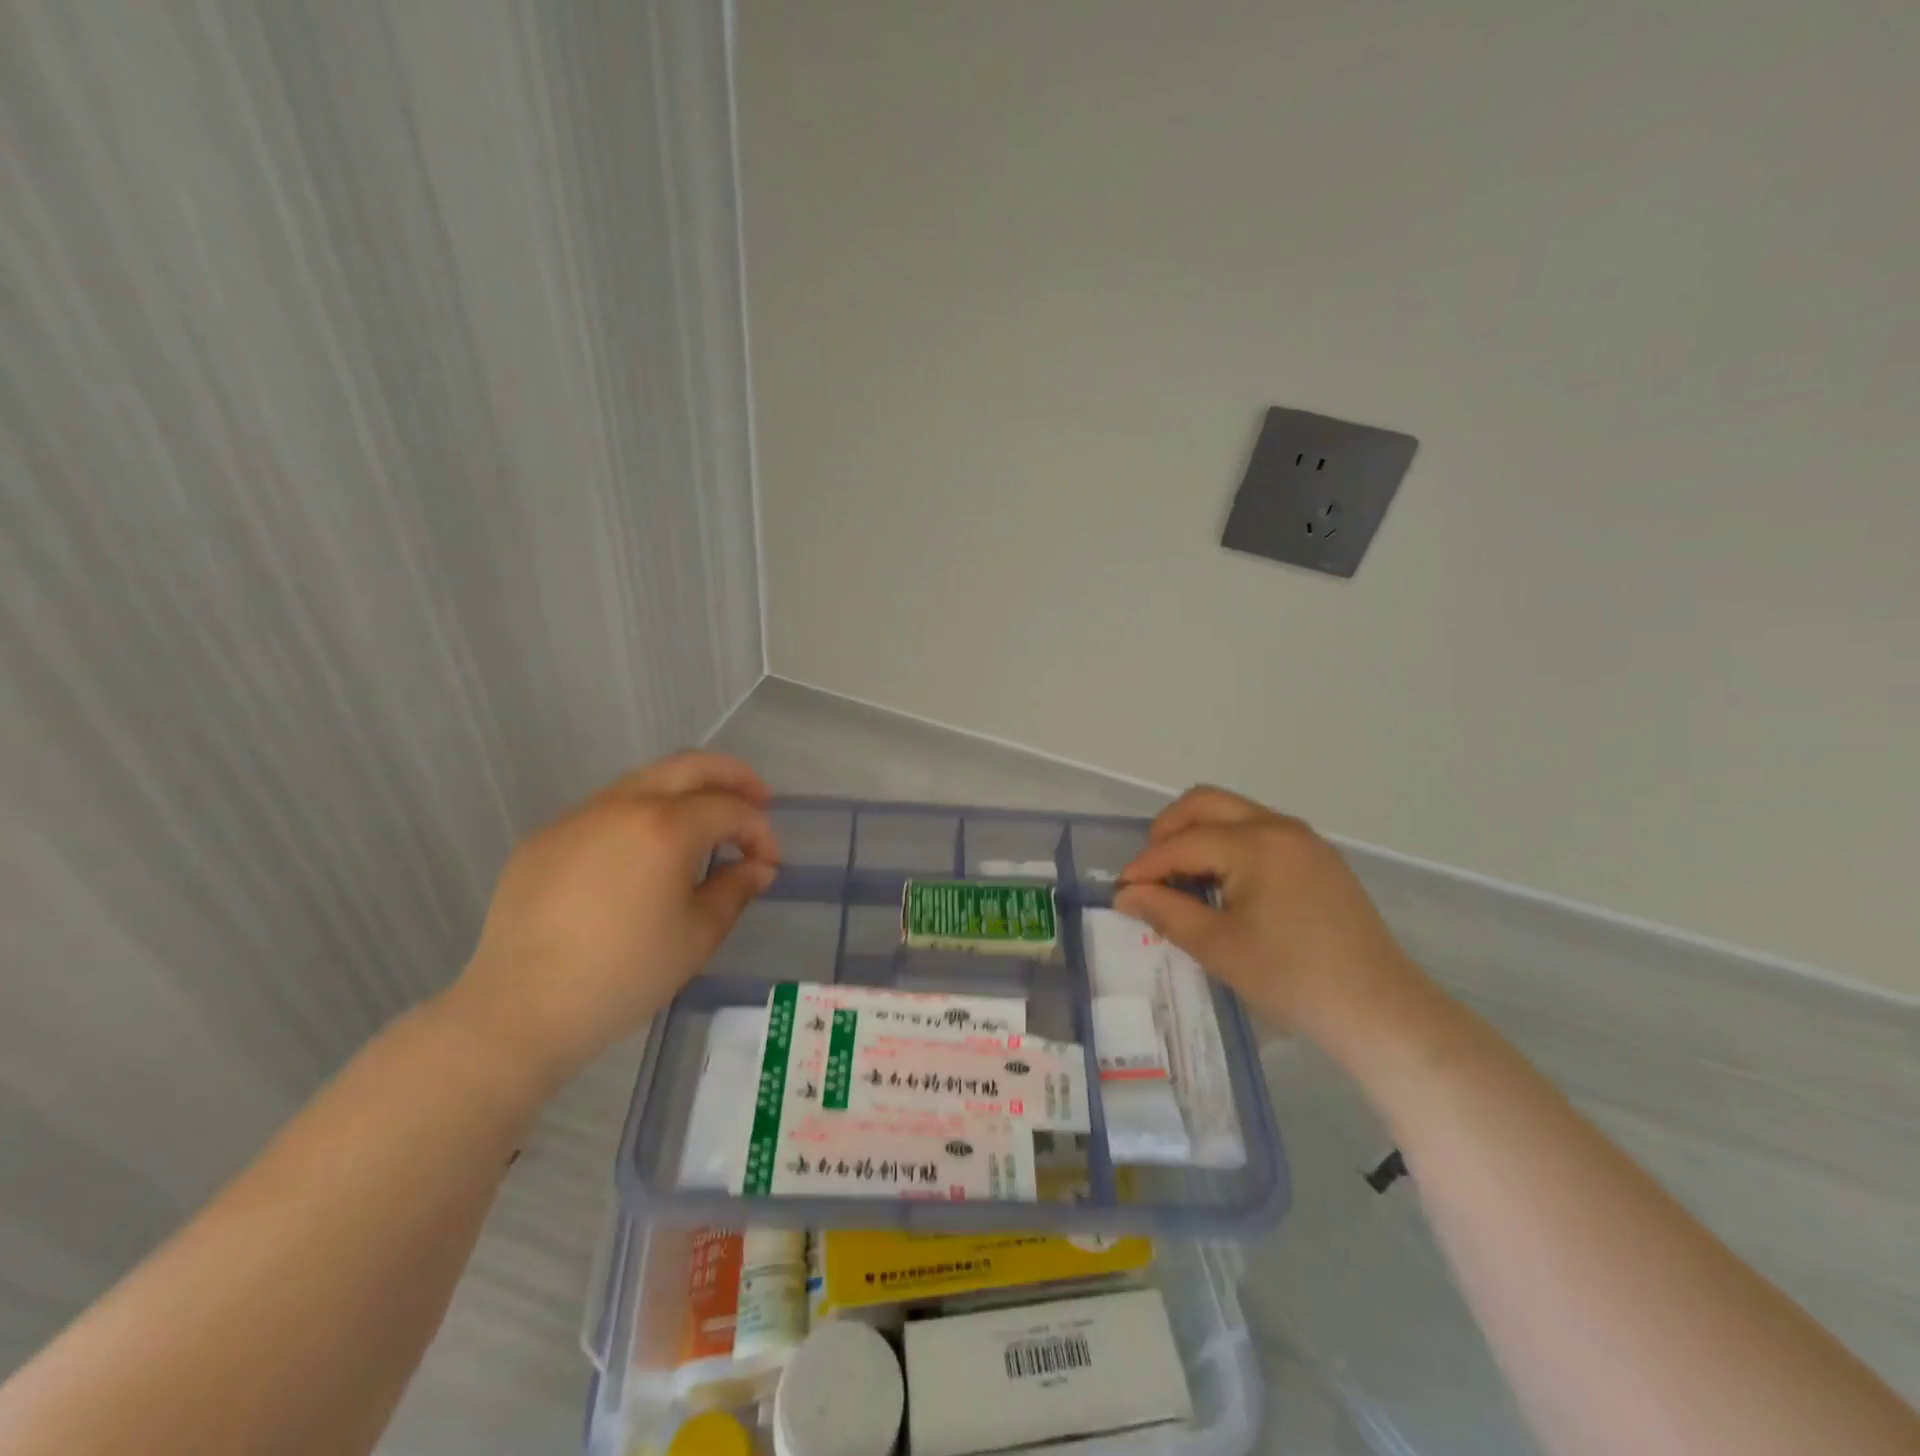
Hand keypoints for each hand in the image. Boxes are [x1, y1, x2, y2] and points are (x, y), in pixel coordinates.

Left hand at [452, 751, 779, 1085]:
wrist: (520, 1010)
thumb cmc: (624, 974)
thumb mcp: (697, 935)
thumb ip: (735, 889)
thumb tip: (757, 867)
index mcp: (665, 826)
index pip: (729, 809)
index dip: (759, 830)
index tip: (769, 862)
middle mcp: (621, 805)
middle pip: (689, 765)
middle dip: (731, 776)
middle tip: (756, 797)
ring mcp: (577, 817)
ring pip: (643, 782)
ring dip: (683, 793)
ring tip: (701, 826)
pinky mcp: (544, 839)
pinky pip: (604, 811)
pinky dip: (638, 817)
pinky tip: (640, 857)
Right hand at [1115, 786, 1421, 1037]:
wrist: (1378, 1010)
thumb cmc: (1292, 979)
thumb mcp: (1218, 947)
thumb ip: (1165, 912)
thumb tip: (1125, 894)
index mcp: (1255, 844)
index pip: (1182, 842)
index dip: (1145, 866)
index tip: (1120, 891)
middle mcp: (1279, 826)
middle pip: (1204, 803)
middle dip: (1167, 831)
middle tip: (1150, 873)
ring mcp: (1303, 839)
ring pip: (1231, 813)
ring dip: (1197, 835)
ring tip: (1182, 881)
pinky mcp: (1317, 857)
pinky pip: (1257, 831)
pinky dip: (1227, 845)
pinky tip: (1222, 886)